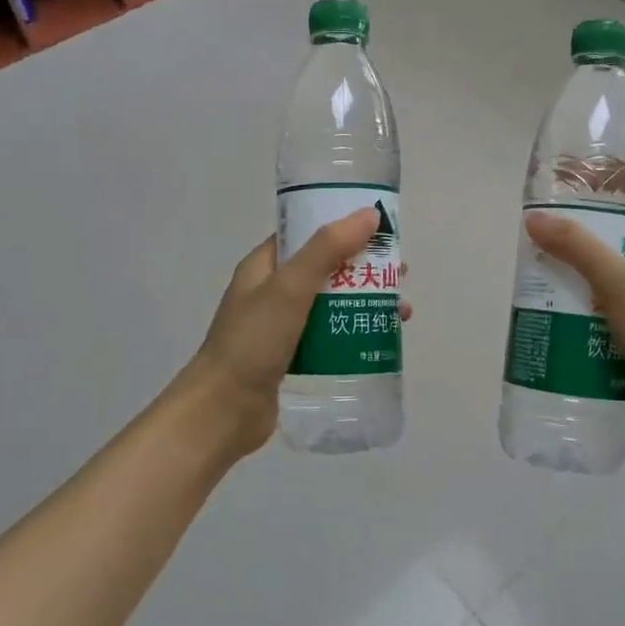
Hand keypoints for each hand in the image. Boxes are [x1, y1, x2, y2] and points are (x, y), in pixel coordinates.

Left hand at [182, 208, 411, 461]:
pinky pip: (328, 336)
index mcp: (264, 266)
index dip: (342, 226)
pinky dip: (353, 332)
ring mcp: (280, 326)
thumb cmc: (253, 341)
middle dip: (363, 267)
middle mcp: (271, 291)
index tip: (381, 229)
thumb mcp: (291, 287)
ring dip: (364, 301)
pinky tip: (379, 340)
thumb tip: (369, 214)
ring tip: (401, 311)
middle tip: (400, 272)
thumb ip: (328, 248)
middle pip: (325, 268)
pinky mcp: (291, 357)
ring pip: (331, 303)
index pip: (306, 233)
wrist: (223, 411)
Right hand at [524, 183, 624, 443]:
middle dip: (579, 228)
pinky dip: (579, 304)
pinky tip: (548, 307)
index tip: (573, 175)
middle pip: (617, 232)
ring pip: (606, 272)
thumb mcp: (618, 279)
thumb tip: (534, 219)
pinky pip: (603, 307)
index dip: (613, 178)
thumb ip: (576, 247)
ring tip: (534, 265)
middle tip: (539, 225)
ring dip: (574, 270)